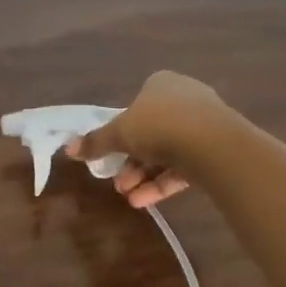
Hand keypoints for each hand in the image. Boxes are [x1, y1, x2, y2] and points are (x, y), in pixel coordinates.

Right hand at [66, 71, 229, 207]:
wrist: (212, 144)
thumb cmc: (159, 126)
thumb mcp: (119, 133)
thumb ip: (95, 142)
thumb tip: (68, 149)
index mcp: (162, 84)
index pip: (137, 105)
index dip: (121, 130)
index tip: (110, 153)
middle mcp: (185, 99)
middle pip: (151, 133)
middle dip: (131, 162)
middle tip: (117, 183)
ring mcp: (204, 125)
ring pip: (167, 152)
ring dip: (144, 176)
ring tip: (129, 197)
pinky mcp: (217, 150)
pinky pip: (185, 167)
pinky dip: (164, 183)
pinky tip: (145, 202)